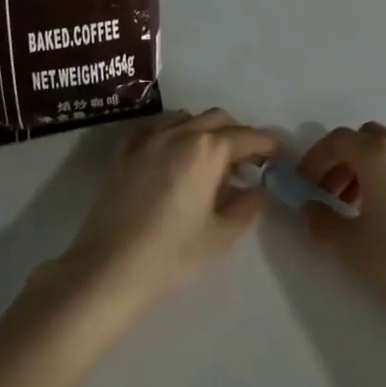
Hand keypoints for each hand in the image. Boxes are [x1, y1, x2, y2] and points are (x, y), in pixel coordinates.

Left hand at [50, 109, 275, 324]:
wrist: (109, 268)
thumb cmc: (172, 255)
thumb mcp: (220, 236)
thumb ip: (247, 207)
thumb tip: (259, 189)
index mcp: (207, 149)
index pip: (245, 137)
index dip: (265, 145)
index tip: (276, 156)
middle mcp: (180, 131)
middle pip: (217, 119)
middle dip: (236, 135)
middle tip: (247, 163)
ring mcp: (150, 136)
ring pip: (187, 118)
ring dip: (205, 131)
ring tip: (210, 162)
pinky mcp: (127, 148)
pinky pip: (159, 128)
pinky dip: (175, 134)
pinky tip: (175, 159)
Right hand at [297, 122, 385, 344]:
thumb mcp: (354, 249)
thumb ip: (323, 222)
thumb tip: (309, 208)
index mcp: (381, 154)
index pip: (338, 141)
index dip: (315, 159)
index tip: (304, 185)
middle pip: (365, 140)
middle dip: (343, 161)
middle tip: (329, 195)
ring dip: (367, 171)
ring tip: (356, 210)